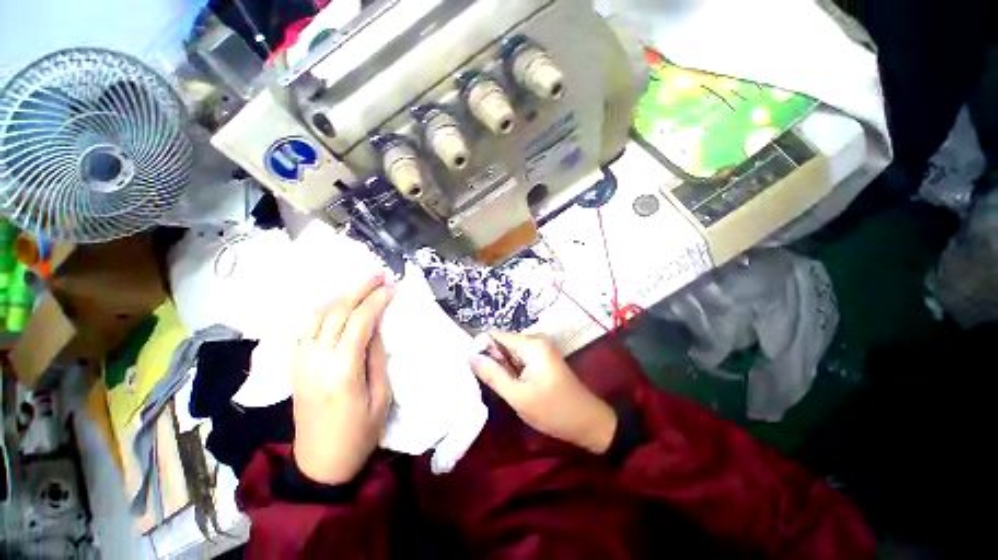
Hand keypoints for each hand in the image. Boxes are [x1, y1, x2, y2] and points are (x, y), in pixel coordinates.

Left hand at [291, 273, 394, 484]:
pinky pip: (305, 328)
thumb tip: (375, 327)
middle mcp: (315, 360)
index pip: (360, 321)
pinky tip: (335, 305)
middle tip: (378, 276)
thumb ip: (376, 357)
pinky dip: (321, 310)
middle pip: (336, 312)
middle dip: (359, 290)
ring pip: (316, 315)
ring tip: (360, 286)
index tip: (392, 286)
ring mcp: (300, 362)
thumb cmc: (359, 433)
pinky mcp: (294, 366)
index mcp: (341, 371)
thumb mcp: (381, 397)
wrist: (320, 464)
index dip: (377, 300)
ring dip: (339, 296)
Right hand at [469, 332, 616, 453]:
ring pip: (509, 350)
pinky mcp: (542, 355)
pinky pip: (519, 356)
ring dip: (503, 366)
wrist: (588, 421)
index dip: (481, 349)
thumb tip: (470, 356)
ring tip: (507, 387)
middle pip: (502, 342)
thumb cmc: (553, 411)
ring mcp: (540, 346)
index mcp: (531, 344)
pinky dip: (513, 368)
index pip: (495, 335)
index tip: (474, 369)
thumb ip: (493, 374)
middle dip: (494, 360)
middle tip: (495, 384)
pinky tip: (516, 384)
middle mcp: (536, 338)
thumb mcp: (518, 396)